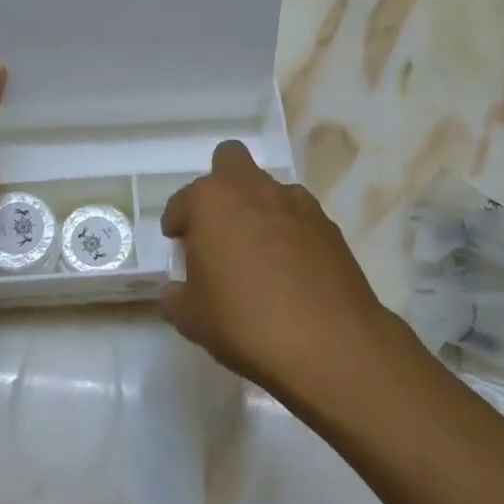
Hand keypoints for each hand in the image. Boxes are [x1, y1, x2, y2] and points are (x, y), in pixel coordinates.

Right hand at [160, 141, 391, 400]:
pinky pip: (298, 215)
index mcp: (212, 201)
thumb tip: (175, 292)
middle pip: (230, 160)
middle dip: (220, 185)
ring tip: (257, 253)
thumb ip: (176, 299)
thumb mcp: (192, 319)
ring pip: (268, 187)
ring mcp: (296, 203)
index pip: (183, 201)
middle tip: (217, 227)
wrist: (329, 343)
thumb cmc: (245, 323)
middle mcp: (253, 189)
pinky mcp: (328, 225)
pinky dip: (288, 231)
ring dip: (257, 208)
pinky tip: (289, 268)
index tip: (179, 245)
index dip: (178, 223)